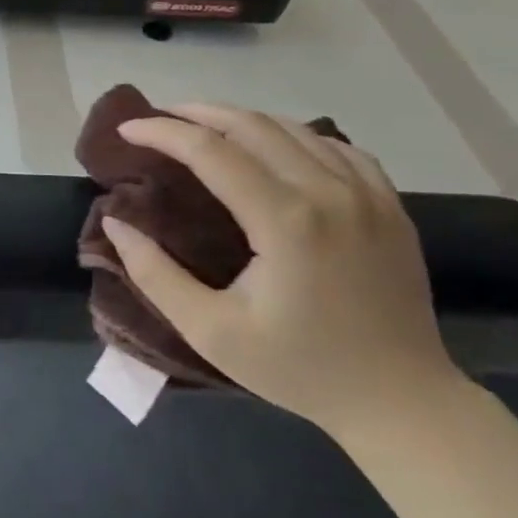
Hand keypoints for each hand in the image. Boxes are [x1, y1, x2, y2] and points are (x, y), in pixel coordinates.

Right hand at [99, 104, 461, 437]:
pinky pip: (337, 147)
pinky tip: (274, 147)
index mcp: (286, 222)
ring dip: (241, 118)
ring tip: (204, 125)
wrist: (403, 403)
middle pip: (252, 125)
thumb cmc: (299, 370)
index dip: (161, 132)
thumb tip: (114, 223)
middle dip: (196, 113)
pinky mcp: (390, 206)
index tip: (126, 129)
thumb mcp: (211, 332)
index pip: (210, 151)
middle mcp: (330, 194)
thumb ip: (154, 274)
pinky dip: (294, 135)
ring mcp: (369, 196)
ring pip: (294, 128)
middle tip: (158, 118)